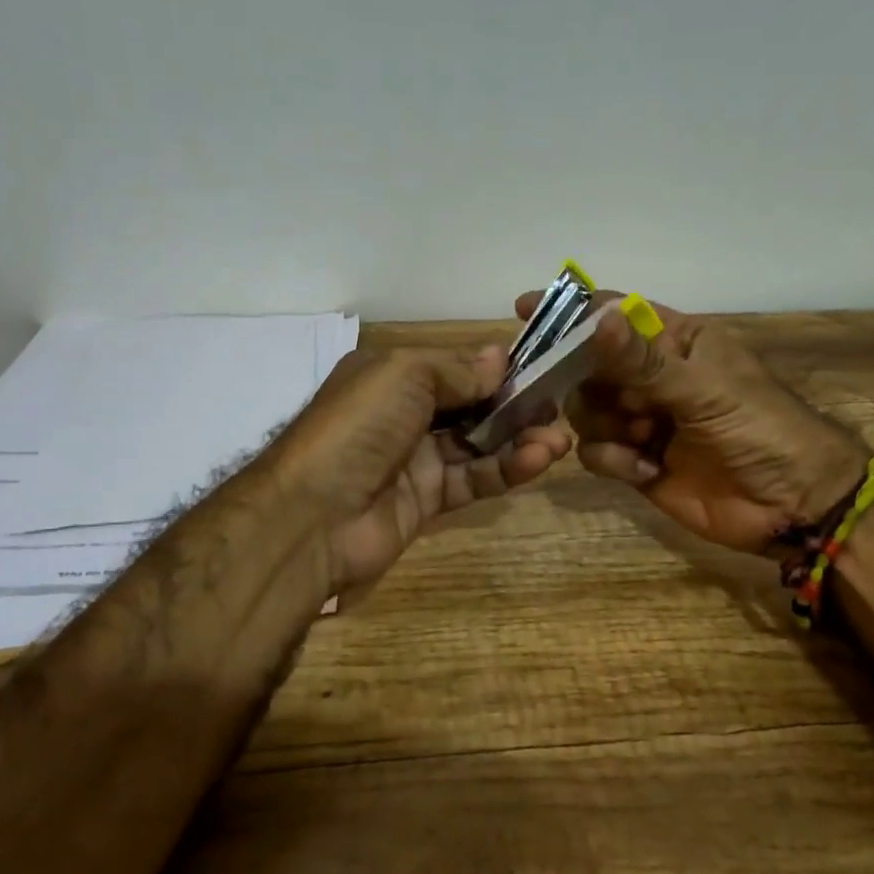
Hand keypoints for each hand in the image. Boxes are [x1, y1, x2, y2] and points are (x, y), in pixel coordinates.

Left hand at [271, 344, 571, 591]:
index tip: (538, 367)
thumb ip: (457, 369)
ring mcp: (416, 460)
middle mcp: (404, 415)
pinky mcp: (429, 500)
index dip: (495, 368)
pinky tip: (540, 459)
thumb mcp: (405, 374)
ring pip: (479, 444)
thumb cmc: (359, 426)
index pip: (454, 367)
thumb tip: (500, 359)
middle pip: (471, 406)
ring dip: (520, 438)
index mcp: (391, 377)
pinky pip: (475, 479)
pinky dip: (507, 469)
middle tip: (557, 405)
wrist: (313, 515)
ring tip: (559, 436)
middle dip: (515, 404)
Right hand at [515, 292, 866, 555]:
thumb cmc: (760, 429)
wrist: (794, 505)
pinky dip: (613, 459)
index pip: (615, 316)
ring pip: (586, 410)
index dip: (571, 312)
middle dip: (583, 381)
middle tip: (578, 393)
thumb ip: (642, 361)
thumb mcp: (704, 390)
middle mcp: (652, 377)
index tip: (524, 310)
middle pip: (588, 366)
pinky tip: (645, 469)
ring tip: (641, 438)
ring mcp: (642, 420)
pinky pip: (597, 451)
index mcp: (675, 342)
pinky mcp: (636, 461)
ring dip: (604, 424)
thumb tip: (594, 318)